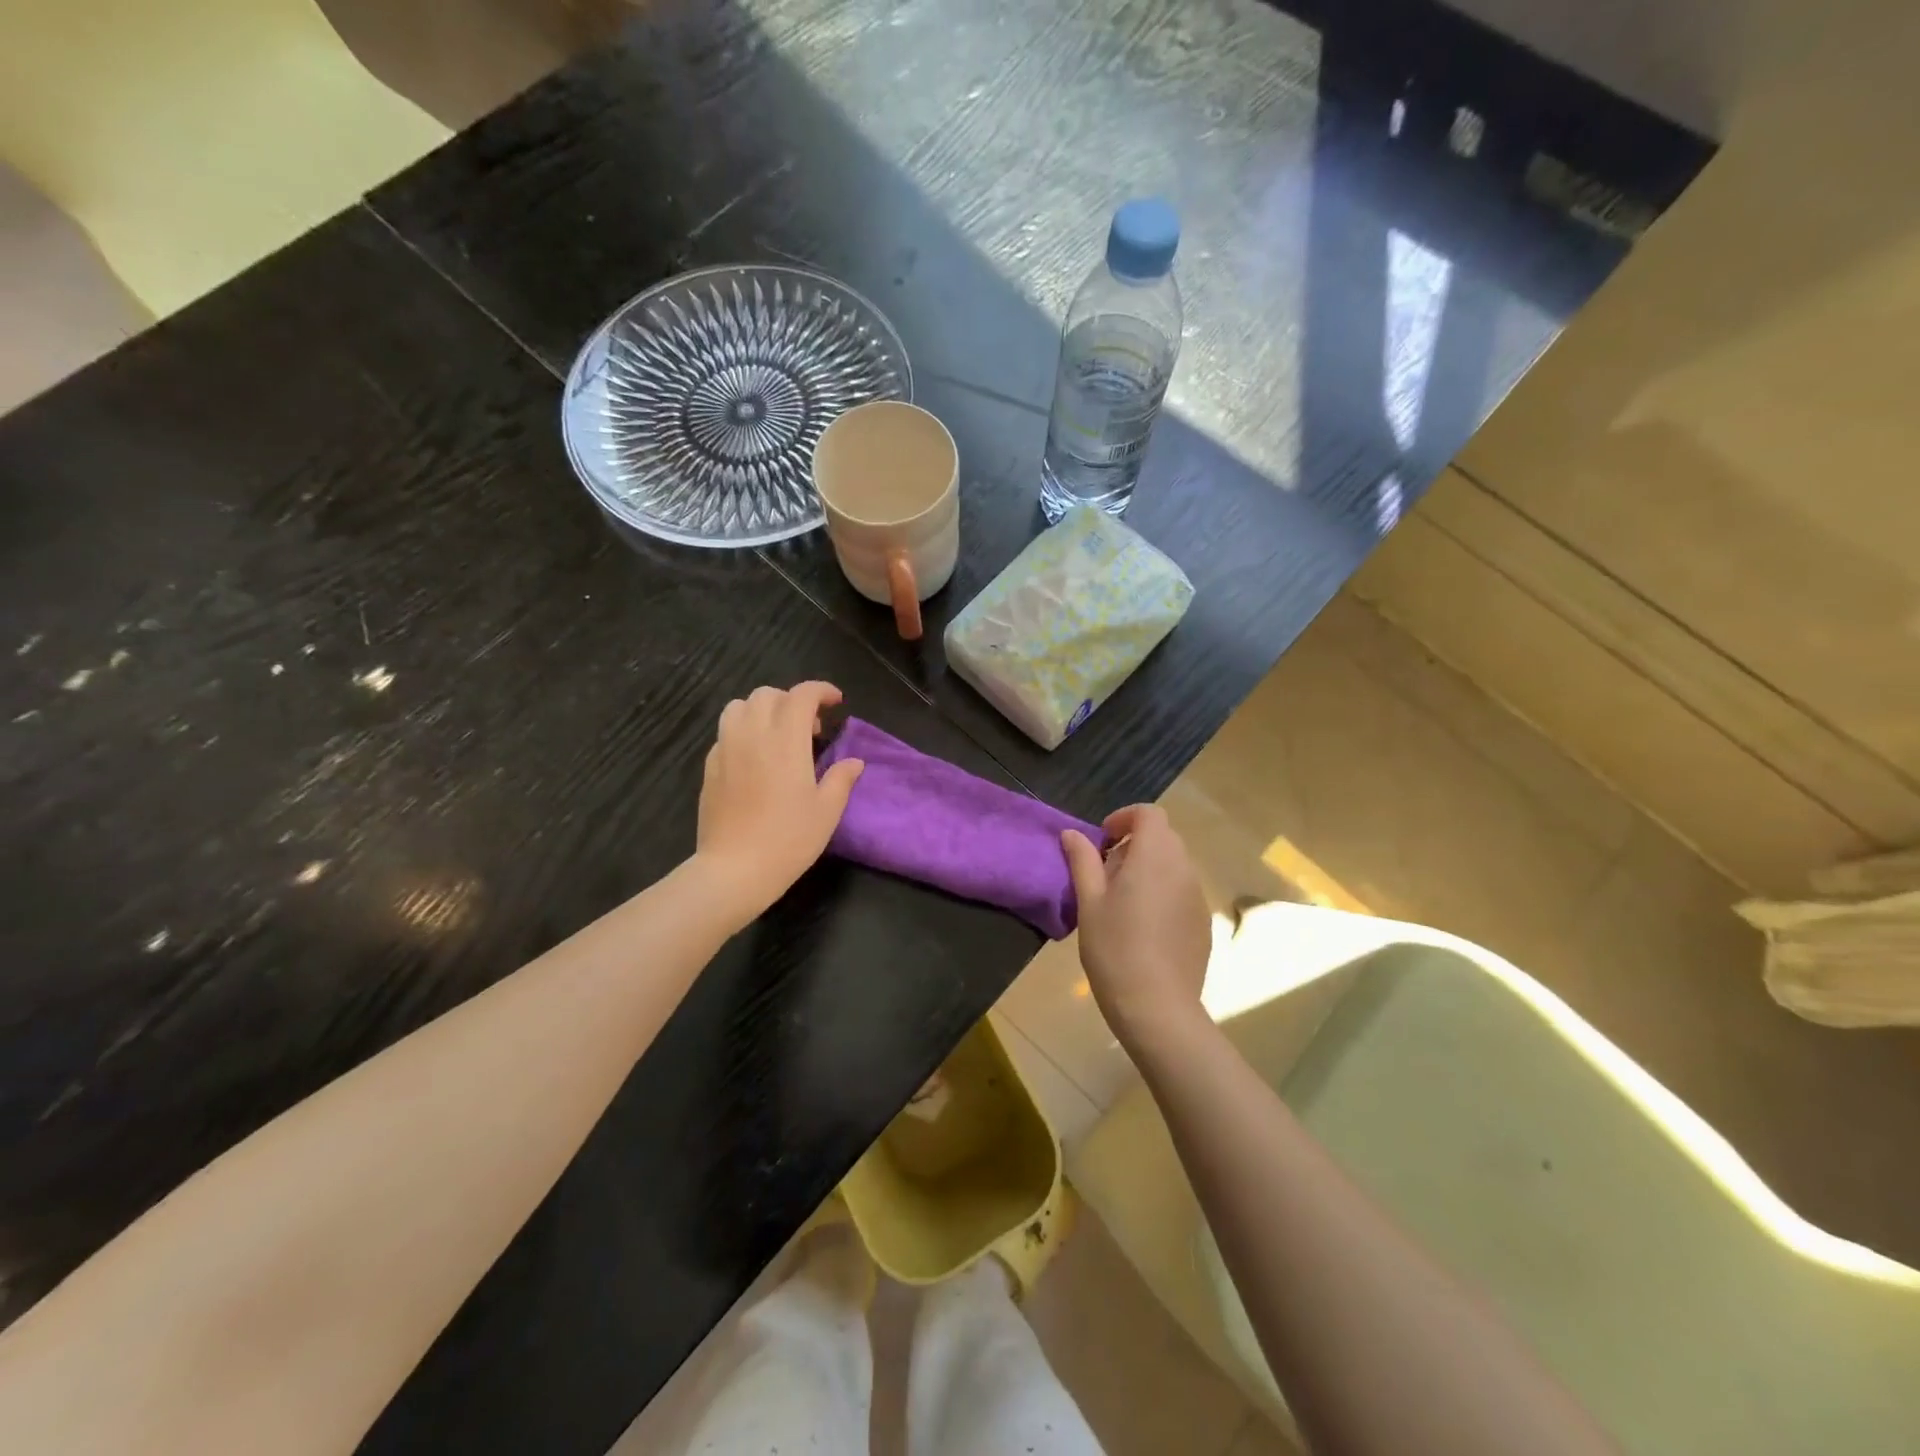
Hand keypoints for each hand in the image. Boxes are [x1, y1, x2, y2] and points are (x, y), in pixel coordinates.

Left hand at [696, 683, 863, 922]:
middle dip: (792, 700)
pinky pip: (725, 732)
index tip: (835, 702)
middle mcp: (753, 734)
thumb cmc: (788, 840)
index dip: (821, 691)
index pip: (802, 695)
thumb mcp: (827, 811)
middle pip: (768, 694)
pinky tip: (755, 759)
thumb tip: (854, 762)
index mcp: (786, 740)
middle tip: (810, 728)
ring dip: (763, 710)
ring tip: (778, 735)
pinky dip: (744, 732)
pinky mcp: (710, 766)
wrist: (734, 870)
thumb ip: (841, 779)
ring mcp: (726, 748)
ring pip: (739, 706)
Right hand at [1062, 805, 1210, 1050]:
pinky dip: (1163, 892)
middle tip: (1105, 873)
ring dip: (1149, 868)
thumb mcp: (1089, 902)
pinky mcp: (1203, 922)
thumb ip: (1082, 861)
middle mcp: (1183, 868)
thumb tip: (1072, 834)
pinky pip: (1182, 891)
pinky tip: (1143, 927)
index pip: (1149, 814)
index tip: (1102, 841)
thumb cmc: (1114, 948)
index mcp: (1154, 856)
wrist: (1157, 1007)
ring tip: (1122, 902)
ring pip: (1174, 865)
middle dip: (1134, 844)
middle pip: (1163, 837)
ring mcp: (1198, 896)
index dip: (1124, 818)